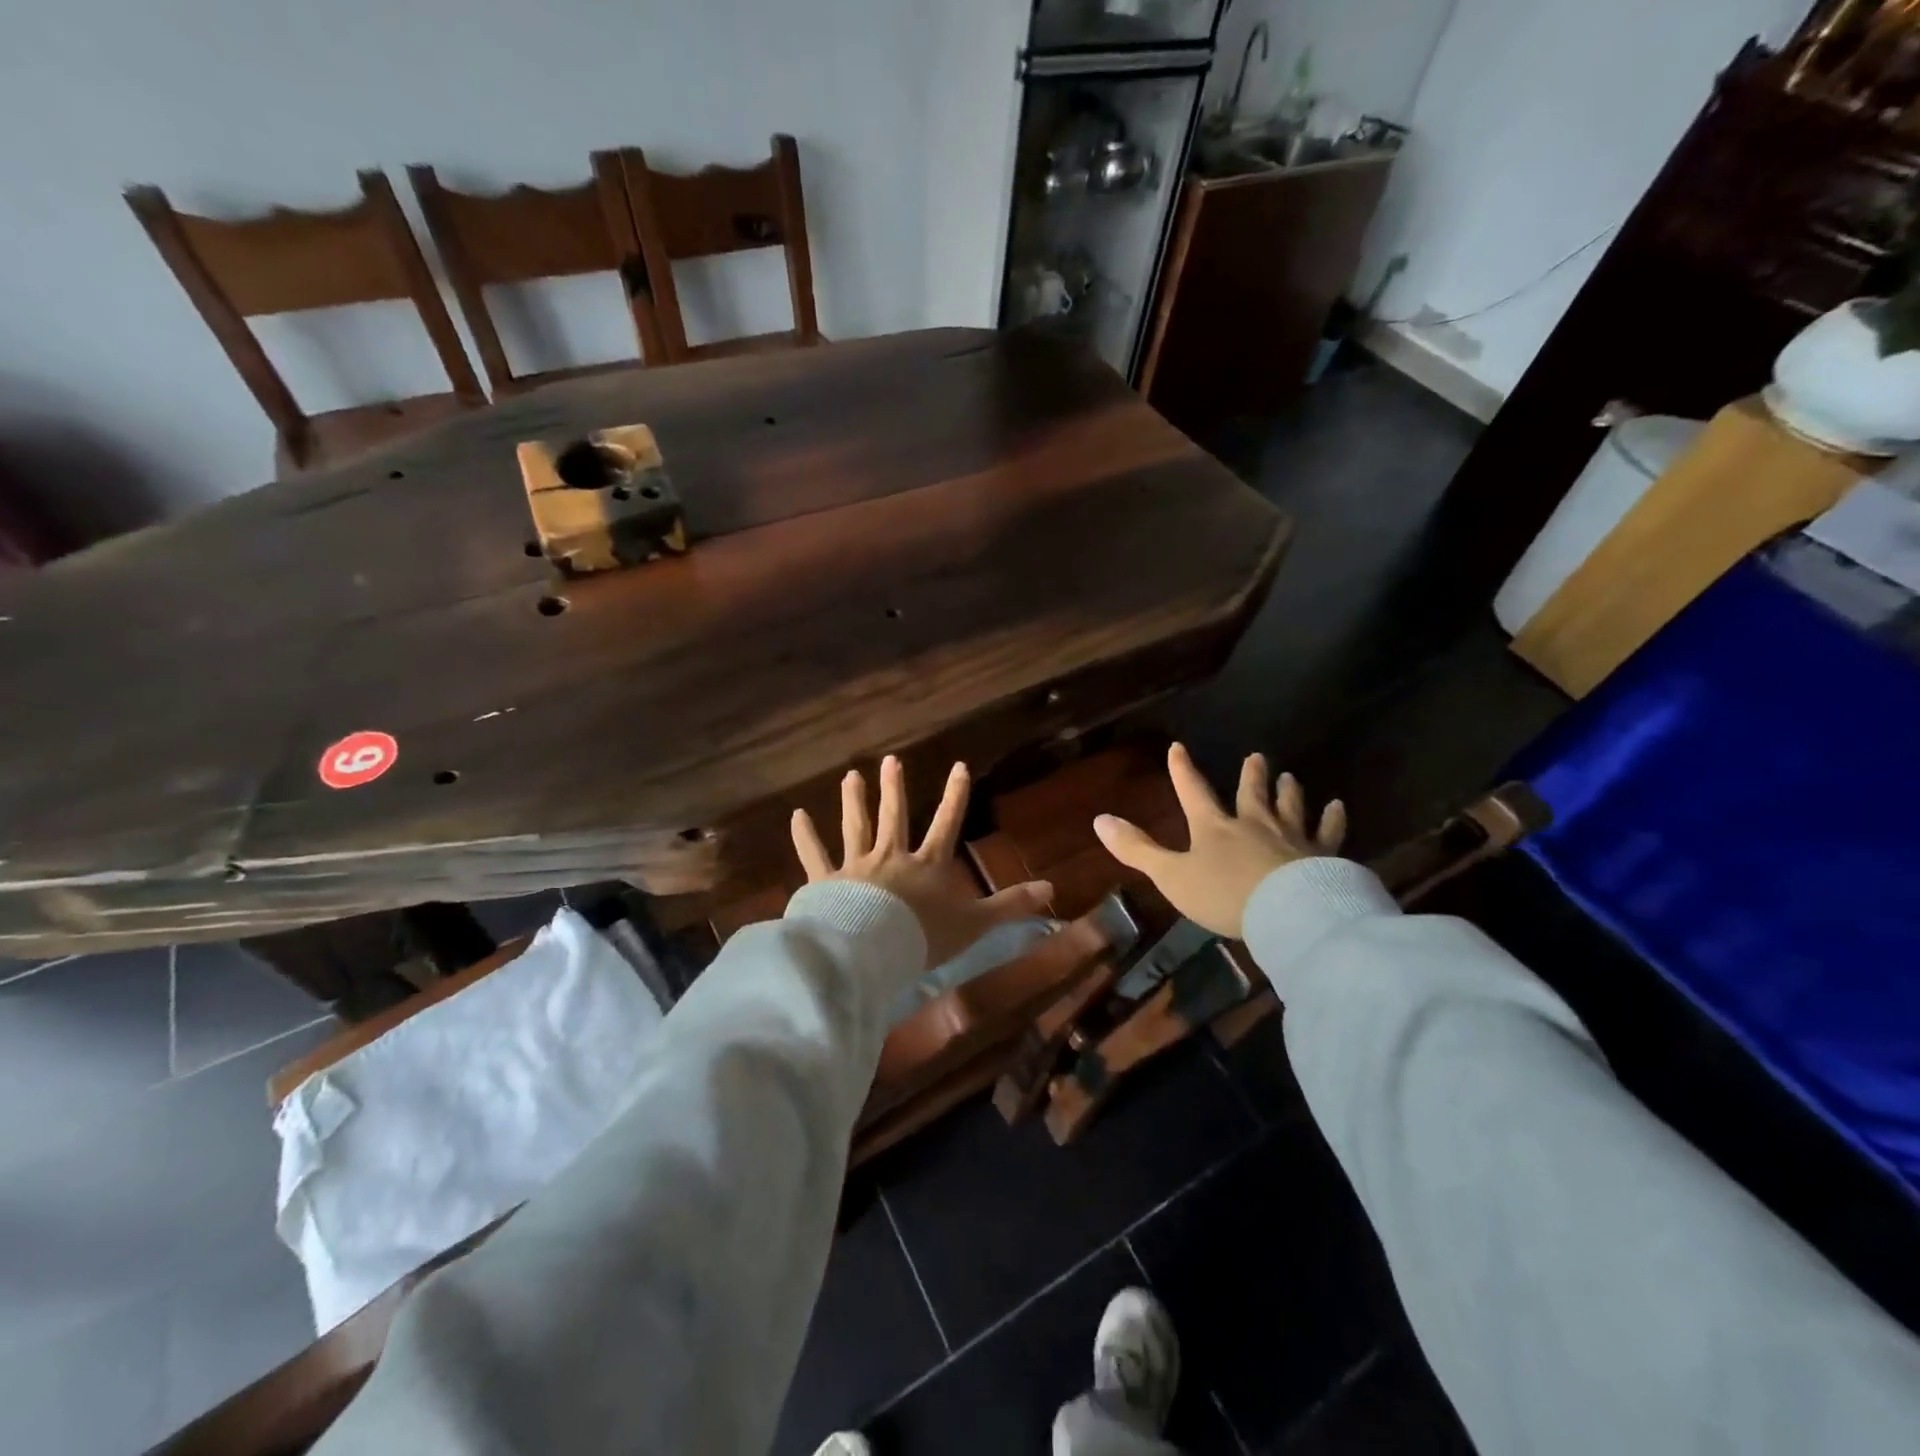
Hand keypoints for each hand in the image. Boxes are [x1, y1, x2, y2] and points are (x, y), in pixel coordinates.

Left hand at [791, 756, 1053, 967]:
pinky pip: (814, 855)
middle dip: (895, 789)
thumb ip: (1009, 905)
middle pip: (894, 817)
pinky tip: (797, 815)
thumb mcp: (974, 923)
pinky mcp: (827, 882)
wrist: (872, 950)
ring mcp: (857, 867)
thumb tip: (1052, 888)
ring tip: (850, 776)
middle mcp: (892, 857)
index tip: (959, 766)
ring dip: (854, 801)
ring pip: (855, 827)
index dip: (956, 795)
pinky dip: (805, 836)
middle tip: (891, 761)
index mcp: (927, 865)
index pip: (946, 823)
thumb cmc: (924, 937)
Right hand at [1093, 743, 1345, 937]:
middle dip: (1251, 776)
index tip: (1178, 747)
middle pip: (1251, 794)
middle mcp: (1253, 824)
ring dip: (1288, 792)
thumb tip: (1099, 819)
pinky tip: (1338, 806)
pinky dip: (1333, 819)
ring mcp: (1290, 837)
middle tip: (1257, 756)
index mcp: (1214, 827)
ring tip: (1291, 777)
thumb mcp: (1171, 876)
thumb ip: (1137, 850)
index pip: (1193, 791)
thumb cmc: (1224, 895)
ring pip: (1289, 807)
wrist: (1287, 913)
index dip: (1183, 770)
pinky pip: (1328, 832)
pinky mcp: (1322, 856)